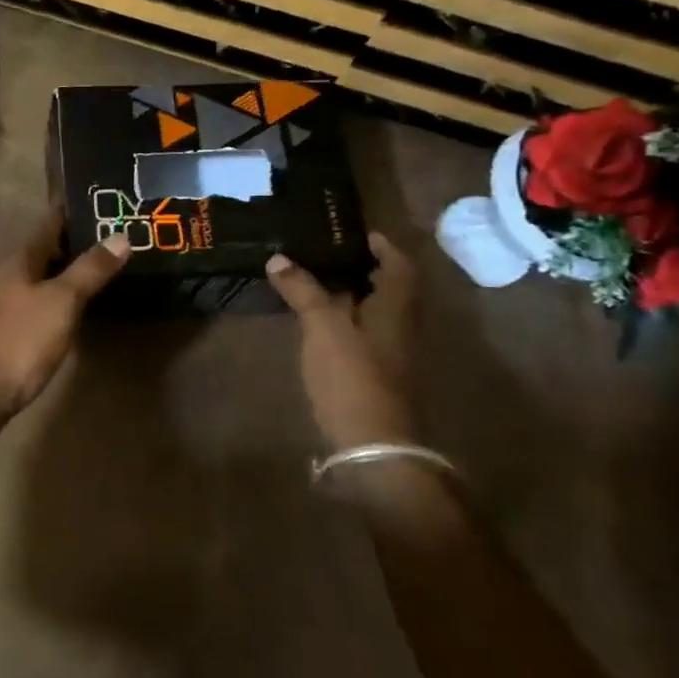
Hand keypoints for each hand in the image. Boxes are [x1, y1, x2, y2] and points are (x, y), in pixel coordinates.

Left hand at [0, 217, 130, 435]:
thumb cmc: (20, 340)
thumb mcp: (61, 301)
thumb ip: (90, 270)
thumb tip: (121, 235)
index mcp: (21, 260)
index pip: (50, 223)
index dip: (75, 211)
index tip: (106, 199)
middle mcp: (14, 276)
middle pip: (50, 250)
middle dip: (81, 241)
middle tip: (122, 234)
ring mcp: (12, 305)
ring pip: (48, 278)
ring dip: (75, 271)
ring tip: (114, 266)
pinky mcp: (17, 332)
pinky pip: (47, 304)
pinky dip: (68, 298)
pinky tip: (88, 306)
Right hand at [266, 232, 416, 452]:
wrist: (373, 444)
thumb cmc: (353, 375)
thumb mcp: (323, 327)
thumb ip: (303, 290)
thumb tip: (278, 258)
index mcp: (396, 308)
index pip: (399, 265)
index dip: (383, 247)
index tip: (357, 233)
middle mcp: (400, 326)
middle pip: (388, 287)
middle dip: (362, 268)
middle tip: (326, 253)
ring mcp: (391, 352)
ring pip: (374, 312)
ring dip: (351, 294)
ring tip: (314, 280)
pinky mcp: (376, 373)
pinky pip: (363, 333)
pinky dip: (344, 319)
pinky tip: (317, 321)